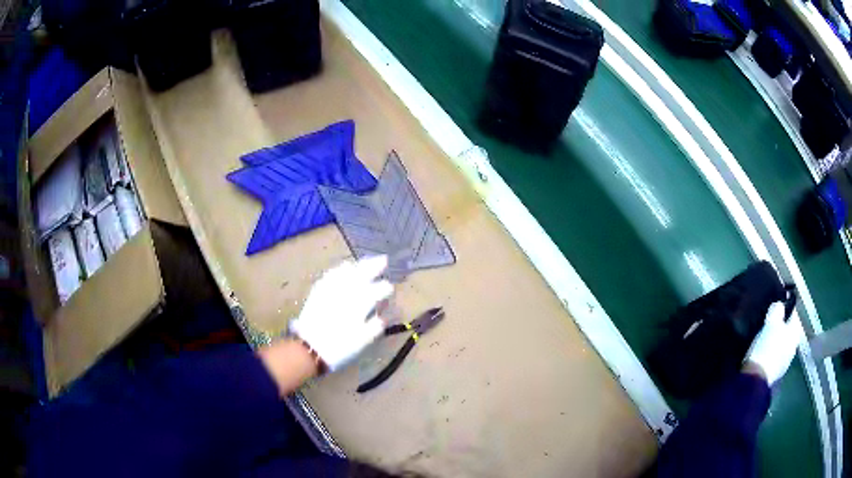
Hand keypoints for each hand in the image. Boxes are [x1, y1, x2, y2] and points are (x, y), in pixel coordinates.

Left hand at [289, 256, 392, 371]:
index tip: (389, 291)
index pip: (378, 290)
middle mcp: (347, 292)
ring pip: (347, 271)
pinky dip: (340, 270)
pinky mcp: (318, 291)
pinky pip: (331, 275)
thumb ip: (375, 326)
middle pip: (363, 274)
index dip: (386, 289)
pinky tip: (343, 268)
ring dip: (358, 265)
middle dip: (374, 266)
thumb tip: (384, 316)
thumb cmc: (339, 348)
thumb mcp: (362, 342)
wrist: (309, 348)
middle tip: (384, 260)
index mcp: (361, 304)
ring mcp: (331, 289)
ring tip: (366, 261)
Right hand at [744, 302, 802, 384]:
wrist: (755, 380)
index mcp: (796, 333)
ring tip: (761, 337)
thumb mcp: (772, 321)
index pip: (793, 313)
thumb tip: (780, 304)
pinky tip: (759, 352)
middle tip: (767, 321)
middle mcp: (793, 348)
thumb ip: (777, 309)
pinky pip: (772, 357)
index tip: (774, 304)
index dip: (785, 306)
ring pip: (779, 345)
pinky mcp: (772, 375)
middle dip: (779, 326)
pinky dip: (767, 353)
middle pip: (786, 331)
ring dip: (773, 341)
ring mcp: (783, 364)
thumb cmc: (767, 347)